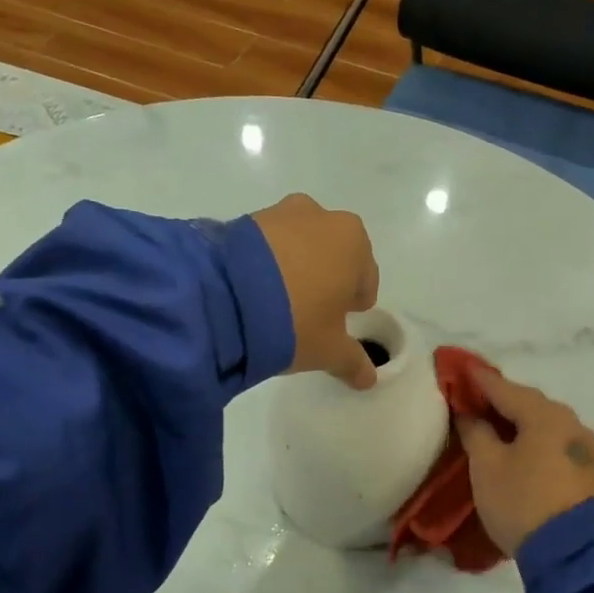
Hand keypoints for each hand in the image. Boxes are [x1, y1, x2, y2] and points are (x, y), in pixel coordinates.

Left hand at [251, 193, 380, 389]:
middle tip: (309, 312)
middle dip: (325, 278)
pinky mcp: (243, 220)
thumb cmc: (297, 320)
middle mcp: (321, 217)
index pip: (365, 277)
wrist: (225, 298)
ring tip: (277, 302)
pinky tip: (254, 291)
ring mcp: (280, 213)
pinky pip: (266, 245)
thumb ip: (352, 361)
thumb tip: (368, 379)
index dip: (354, 303)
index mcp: (353, 242)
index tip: (339, 321)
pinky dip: (266, 262)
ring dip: (295, 267)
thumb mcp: (328, 349)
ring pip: (298, 245)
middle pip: (332, 254)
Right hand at [456, 369, 593, 555]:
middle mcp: (571, 423)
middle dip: (501, 398)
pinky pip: (554, 441)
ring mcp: (585, 447)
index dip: (479, 379)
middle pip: (529, 402)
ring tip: (494, 422)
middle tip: (474, 397)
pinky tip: (519, 444)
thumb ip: (476, 431)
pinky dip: (534, 437)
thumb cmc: (520, 502)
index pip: (504, 388)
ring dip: (519, 419)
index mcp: (546, 415)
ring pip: (544, 422)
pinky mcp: (588, 469)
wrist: (569, 553)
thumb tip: (470, 413)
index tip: (460, 367)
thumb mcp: (486, 465)